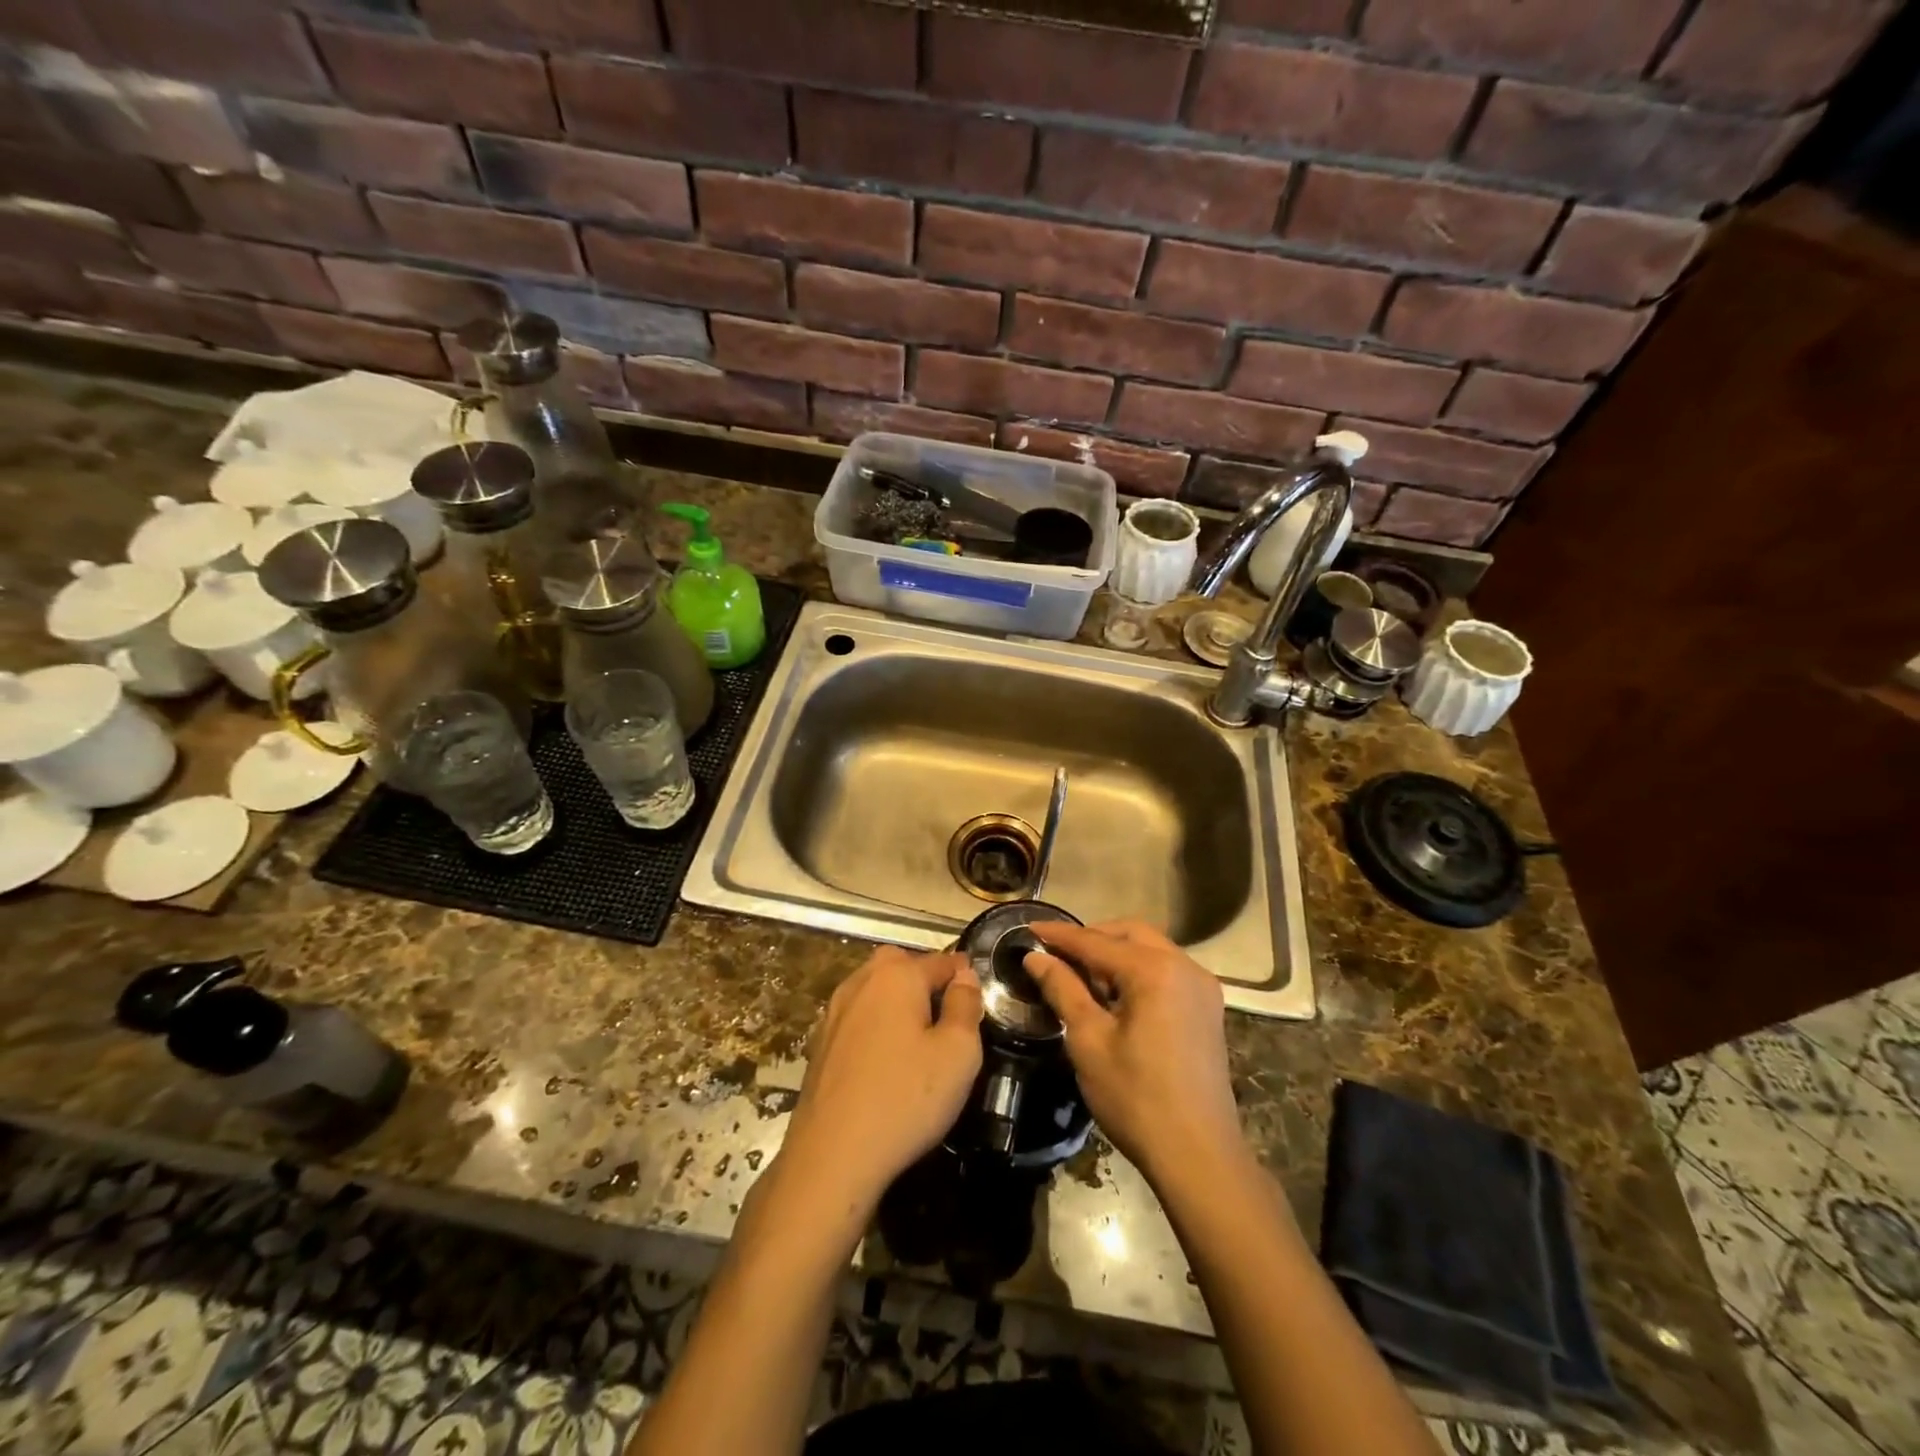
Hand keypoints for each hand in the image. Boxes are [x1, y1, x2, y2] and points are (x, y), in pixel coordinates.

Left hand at [778, 947, 983, 1207]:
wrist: (832, 1156)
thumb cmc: (905, 1099)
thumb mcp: (959, 1053)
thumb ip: (966, 1005)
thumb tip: (964, 975)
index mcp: (897, 975)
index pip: (942, 960)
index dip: (964, 977)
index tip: (978, 1001)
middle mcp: (861, 982)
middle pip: (901, 965)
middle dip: (925, 981)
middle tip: (945, 1019)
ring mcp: (834, 1012)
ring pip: (875, 990)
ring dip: (897, 1003)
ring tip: (918, 1042)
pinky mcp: (820, 1043)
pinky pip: (857, 1018)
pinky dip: (874, 1027)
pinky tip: (884, 1063)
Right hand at [1024, 920, 1245, 1183]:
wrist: (1199, 1156)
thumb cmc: (1136, 1098)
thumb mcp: (1088, 1041)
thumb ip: (1063, 990)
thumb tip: (1036, 957)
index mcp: (1154, 970)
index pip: (1096, 941)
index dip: (1059, 935)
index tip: (1028, 928)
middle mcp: (1184, 967)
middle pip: (1130, 933)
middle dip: (1091, 938)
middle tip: (1056, 953)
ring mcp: (1202, 987)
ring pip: (1151, 949)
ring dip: (1115, 953)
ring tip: (1081, 976)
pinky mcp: (1207, 1008)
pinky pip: (1166, 971)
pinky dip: (1137, 970)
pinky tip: (1115, 996)